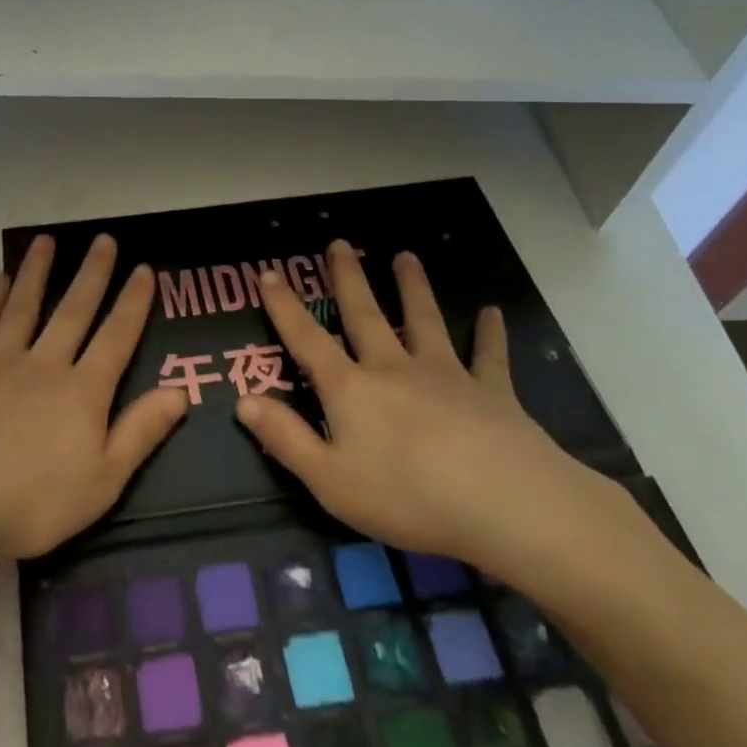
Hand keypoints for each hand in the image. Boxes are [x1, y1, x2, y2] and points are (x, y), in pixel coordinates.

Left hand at [0, 233, 187, 561]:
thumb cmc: (36, 503)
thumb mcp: (103, 481)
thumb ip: (141, 432)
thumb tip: (181, 391)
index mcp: (83, 391)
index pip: (116, 336)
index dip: (133, 302)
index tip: (144, 269)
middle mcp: (45, 364)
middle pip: (73, 310)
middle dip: (92, 273)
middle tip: (103, 239)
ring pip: (24, 305)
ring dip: (38, 271)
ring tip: (47, 240)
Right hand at [238, 241, 632, 584]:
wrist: (503, 503)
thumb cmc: (406, 496)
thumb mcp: (329, 478)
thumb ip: (285, 437)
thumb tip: (243, 399)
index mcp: (351, 389)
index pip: (307, 340)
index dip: (285, 307)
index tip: (269, 272)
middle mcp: (393, 369)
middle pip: (365, 315)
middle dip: (348, 279)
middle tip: (339, 244)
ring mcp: (445, 375)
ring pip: (424, 321)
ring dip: (412, 288)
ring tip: (406, 256)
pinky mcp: (491, 392)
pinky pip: (488, 357)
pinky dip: (490, 335)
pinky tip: (492, 313)